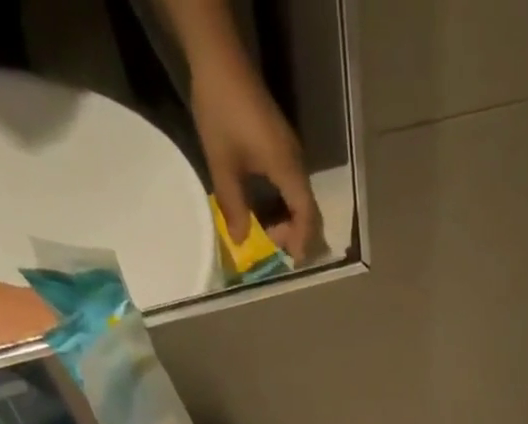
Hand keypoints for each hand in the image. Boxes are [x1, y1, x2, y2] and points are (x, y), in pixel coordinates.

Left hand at [191, 57, 323, 259]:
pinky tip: (266, 207)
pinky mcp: (281, 144)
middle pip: (308, 209)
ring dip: (289, 219)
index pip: (306, 215)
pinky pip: (292, 184)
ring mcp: (291, 152)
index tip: (291, 260)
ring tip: (268, 231)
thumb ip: (234, 206)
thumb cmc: (221, 111)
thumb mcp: (223, 164)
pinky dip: (284, 203)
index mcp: (287, 169)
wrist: (219, 58)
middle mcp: (296, 163)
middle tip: (275, 247)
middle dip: (296, 233)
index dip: (301, 241)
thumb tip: (241, 241)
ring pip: (300, 197)